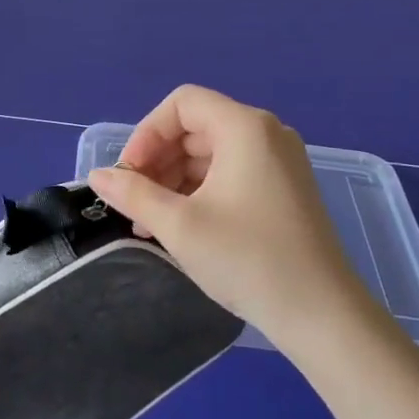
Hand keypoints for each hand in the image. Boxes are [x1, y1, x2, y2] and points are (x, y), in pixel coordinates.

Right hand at [89, 85, 381, 353]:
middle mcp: (266, 133)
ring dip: (174, 179)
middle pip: (195, 126)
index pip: (182, 104)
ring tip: (150, 222)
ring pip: (210, 153)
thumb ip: (133, 194)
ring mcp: (279, 161)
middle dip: (157, 160)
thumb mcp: (179, 225)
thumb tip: (97, 176)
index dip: (147, 132)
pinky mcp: (284, 188)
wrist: (321, 314)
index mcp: (245, 128)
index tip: (128, 174)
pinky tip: (180, 226)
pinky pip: (230, 172)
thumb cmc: (247, 259)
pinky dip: (199, 191)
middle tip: (133, 201)